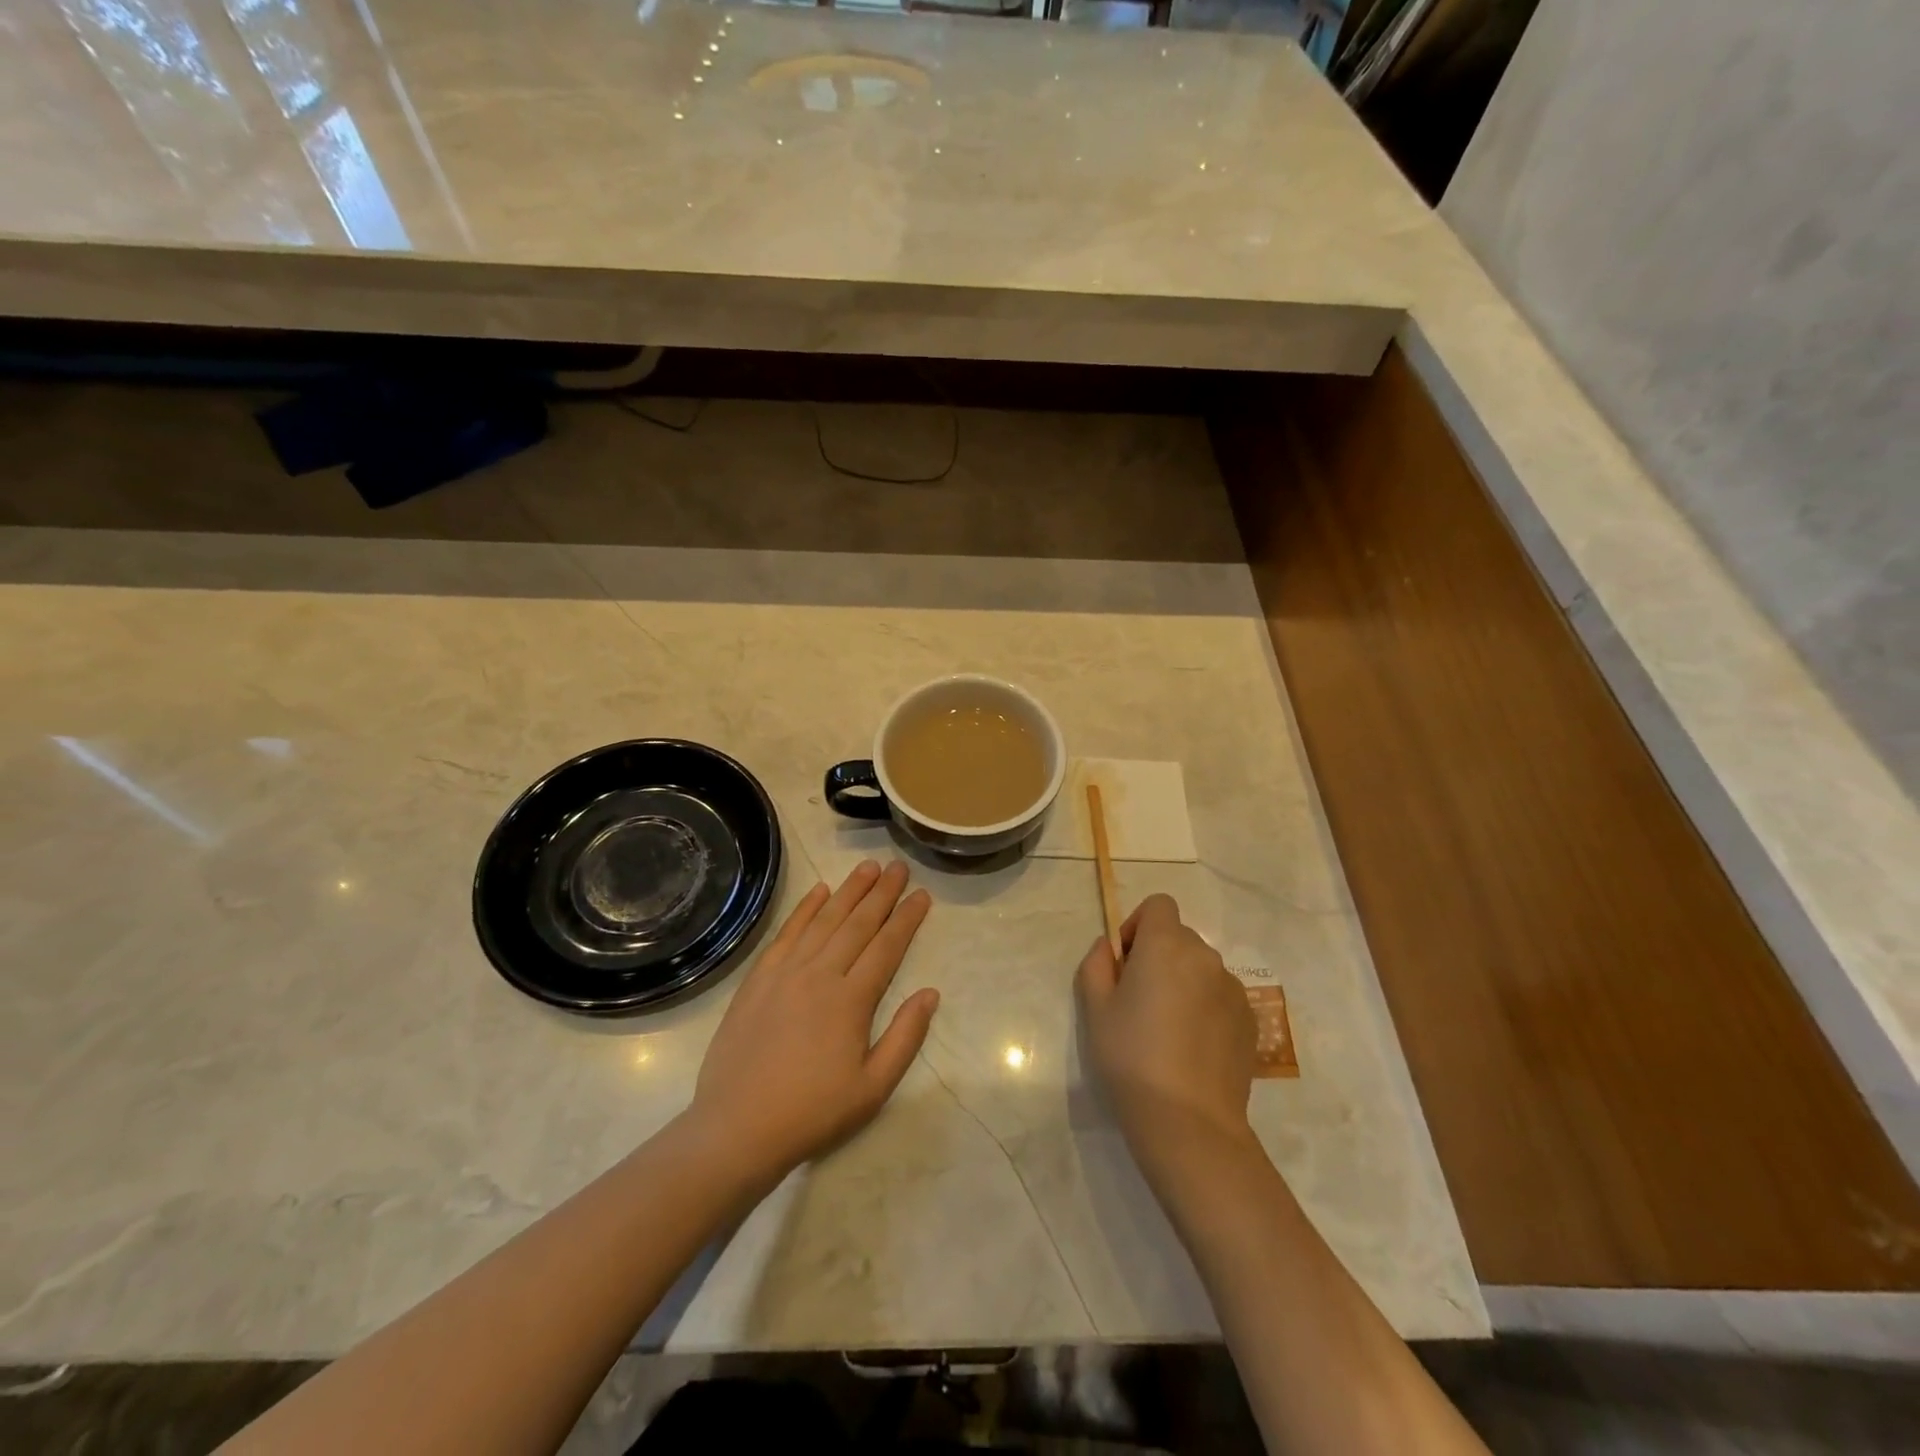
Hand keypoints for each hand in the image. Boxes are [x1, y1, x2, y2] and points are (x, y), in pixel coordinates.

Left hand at [688, 860, 937, 1184]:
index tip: (922, 894)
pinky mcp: (758, 978)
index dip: (907, 918)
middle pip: (858, 923)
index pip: (887, 946)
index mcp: (851, 1000)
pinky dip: (805, 909)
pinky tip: (819, 892)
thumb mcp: (873, 1088)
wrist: (738, 1127)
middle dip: (882, 892)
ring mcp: (785, 972)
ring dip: (848, 891)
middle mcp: (820, 974)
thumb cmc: (812, 1112)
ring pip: (824, 920)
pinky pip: (787, 933)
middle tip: (898, 866)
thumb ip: (905, 1038)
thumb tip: (930, 994)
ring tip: (867, 867)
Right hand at [1076, 893, 1255, 1160]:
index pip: (1159, 905)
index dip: (1139, 926)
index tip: (1127, 963)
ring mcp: (1233, 989)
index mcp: (1166, 945)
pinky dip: (1206, 1008)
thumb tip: (1110, 947)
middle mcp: (1206, 956)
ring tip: (1168, 1030)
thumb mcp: (1095, 1008)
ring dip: (1184, 982)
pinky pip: (1221, 997)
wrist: (1188, 1122)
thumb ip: (1097, 964)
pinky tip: (1192, 1049)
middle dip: (1159, 956)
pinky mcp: (1250, 1020)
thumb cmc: (1131, 1057)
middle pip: (1179, 938)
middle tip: (1140, 1001)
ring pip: (1201, 969)